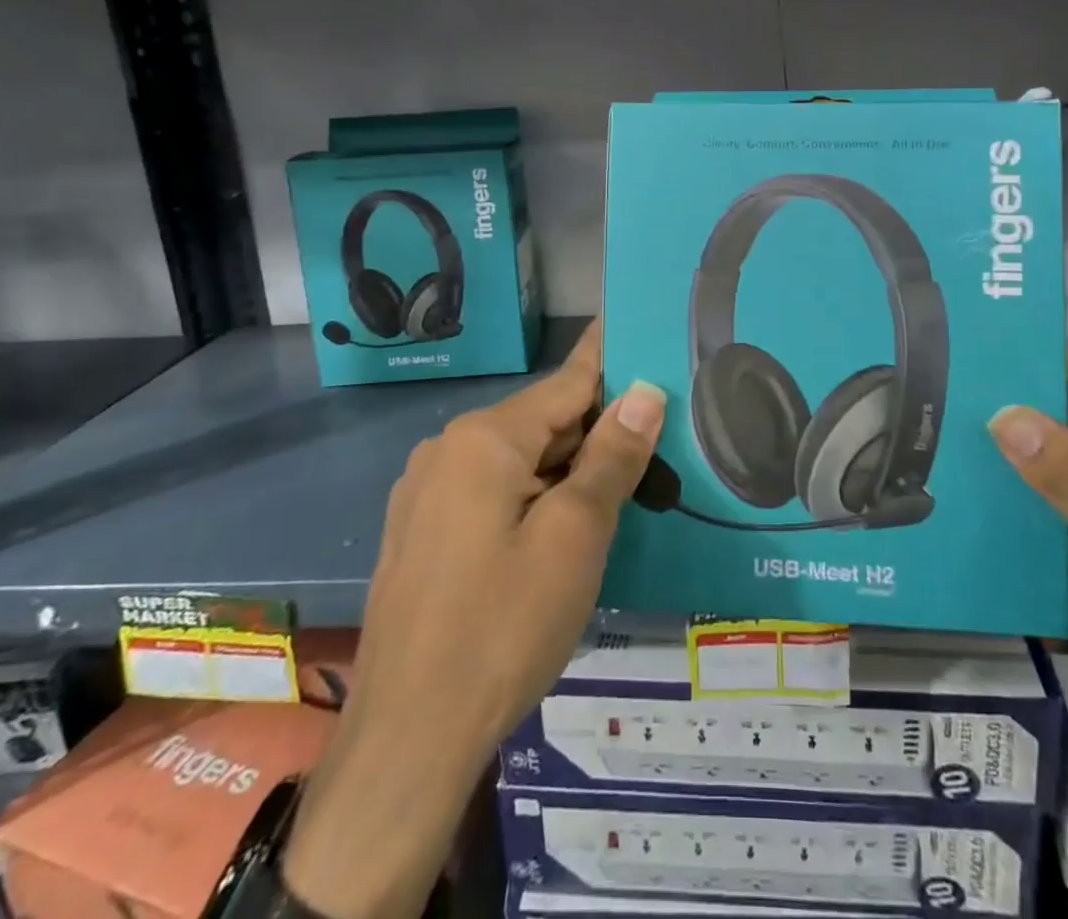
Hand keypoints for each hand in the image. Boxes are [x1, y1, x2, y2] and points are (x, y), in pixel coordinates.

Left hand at [284, 322, 667, 918]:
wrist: (408, 741)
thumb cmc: (503, 627)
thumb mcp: (575, 536)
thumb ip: (612, 456)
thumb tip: (644, 392)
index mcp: (484, 438)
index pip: (567, 381)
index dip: (611, 359)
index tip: (642, 327)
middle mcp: (448, 449)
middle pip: (544, 422)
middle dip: (599, 430)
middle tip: (659, 439)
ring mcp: (427, 493)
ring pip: (520, 460)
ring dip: (570, 469)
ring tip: (625, 484)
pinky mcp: (422, 532)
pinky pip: (493, 492)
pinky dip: (536, 496)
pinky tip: (566, 526)